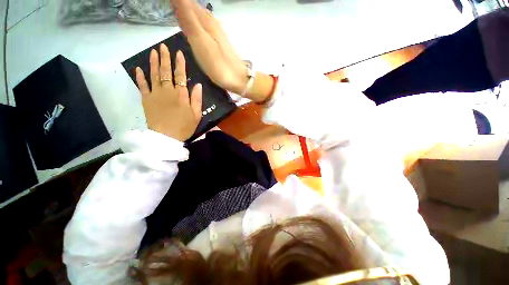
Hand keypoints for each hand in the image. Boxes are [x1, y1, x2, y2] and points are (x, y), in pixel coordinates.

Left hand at [136, 44, 201, 141]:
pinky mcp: (146, 100)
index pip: (181, 75)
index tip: (178, 53)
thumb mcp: (197, 115)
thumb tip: (198, 85)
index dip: (180, 64)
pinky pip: (142, 86)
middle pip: (166, 72)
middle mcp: (168, 91)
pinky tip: (138, 68)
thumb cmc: (184, 126)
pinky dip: (140, 77)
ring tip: (153, 52)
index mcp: (181, 95)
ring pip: (154, 75)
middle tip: (163, 47)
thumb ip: (197, 99)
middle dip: (165, 58)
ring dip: (153, 63)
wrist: (166, 137)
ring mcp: (155, 94)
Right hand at [170, 0, 247, 94]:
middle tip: (167, 7)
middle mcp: (211, 22)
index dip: (176, 2)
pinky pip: (202, 25)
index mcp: (205, 19)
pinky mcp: (217, 42)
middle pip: (192, 6)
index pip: (186, 1)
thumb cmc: (218, 64)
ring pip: (197, 15)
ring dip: (185, 11)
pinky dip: (193, 22)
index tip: (165, 4)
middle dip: (180, 5)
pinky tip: (189, 26)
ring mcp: (215, 32)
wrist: (237, 78)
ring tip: (173, 12)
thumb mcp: (200, 41)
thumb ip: (189, 19)